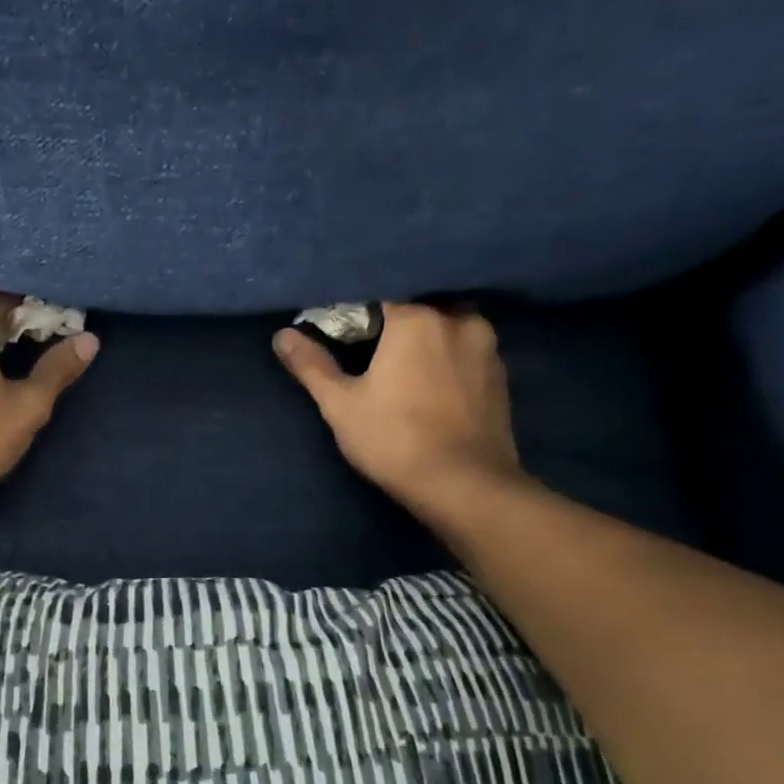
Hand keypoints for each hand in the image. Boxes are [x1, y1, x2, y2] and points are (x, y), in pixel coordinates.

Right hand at [274, 302, 525, 524]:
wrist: (464, 485)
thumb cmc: (394, 439)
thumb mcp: (340, 405)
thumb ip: (312, 365)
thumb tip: (282, 335)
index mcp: (416, 319)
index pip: (378, 298)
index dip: (356, 315)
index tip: (341, 336)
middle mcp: (457, 320)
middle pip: (417, 309)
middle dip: (395, 325)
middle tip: (372, 353)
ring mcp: (487, 348)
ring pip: (447, 330)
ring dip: (426, 342)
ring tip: (405, 369)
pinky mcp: (501, 377)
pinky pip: (466, 354)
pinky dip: (448, 361)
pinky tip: (433, 386)